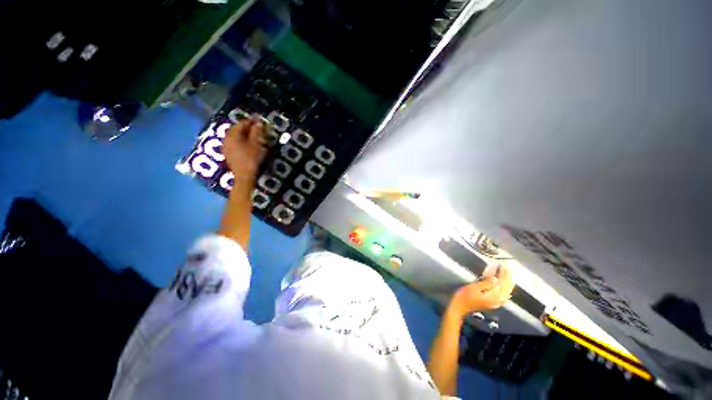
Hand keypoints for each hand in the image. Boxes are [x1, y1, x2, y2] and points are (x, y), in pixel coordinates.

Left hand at [222, 117, 267, 178]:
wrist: (245, 176)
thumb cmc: (251, 158)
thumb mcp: (256, 144)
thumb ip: (256, 132)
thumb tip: (258, 122)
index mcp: (232, 135)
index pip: (241, 123)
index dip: (251, 121)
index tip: (259, 119)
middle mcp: (226, 139)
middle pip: (236, 130)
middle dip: (246, 127)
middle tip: (257, 127)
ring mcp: (226, 148)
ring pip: (235, 137)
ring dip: (244, 134)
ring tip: (253, 135)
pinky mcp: (228, 155)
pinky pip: (234, 143)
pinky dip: (241, 141)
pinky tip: (248, 144)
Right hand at [449, 264, 514, 318]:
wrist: (460, 307)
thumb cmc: (464, 296)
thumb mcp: (474, 287)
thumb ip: (486, 283)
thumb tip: (496, 277)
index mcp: (494, 296)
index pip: (503, 283)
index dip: (504, 273)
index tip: (504, 264)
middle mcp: (498, 300)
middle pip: (507, 287)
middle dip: (508, 276)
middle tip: (507, 267)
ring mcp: (496, 303)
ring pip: (507, 291)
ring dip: (508, 281)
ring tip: (508, 273)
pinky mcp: (493, 303)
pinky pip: (504, 294)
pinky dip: (506, 288)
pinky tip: (505, 285)